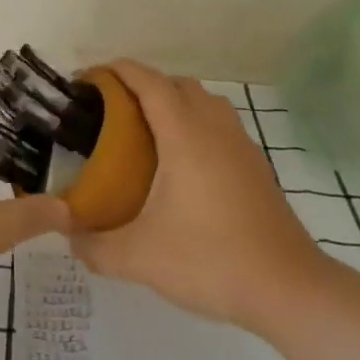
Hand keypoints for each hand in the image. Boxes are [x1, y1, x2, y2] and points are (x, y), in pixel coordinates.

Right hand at [71, 60, 327, 334]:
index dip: (118, 71)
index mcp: (184, 134)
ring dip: (175, 102)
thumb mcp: (141, 258)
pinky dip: (197, 125)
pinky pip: (221, 125)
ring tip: (148, 133)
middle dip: (143, 85)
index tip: (89, 79)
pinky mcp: (257, 166)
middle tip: (113, 111)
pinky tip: (184, 166)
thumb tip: (69, 237)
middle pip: (177, 84)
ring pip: (204, 101)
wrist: (289, 289)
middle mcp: (214, 127)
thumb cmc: (211, 260)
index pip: (148, 81)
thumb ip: (96, 246)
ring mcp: (242, 145)